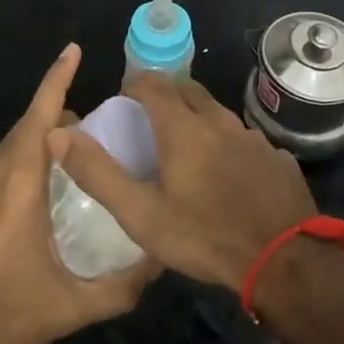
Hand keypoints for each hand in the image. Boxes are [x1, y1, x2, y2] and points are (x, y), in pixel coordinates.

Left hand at [0, 44, 155, 343]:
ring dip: (27, 153)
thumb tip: (158, 262)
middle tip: (83, 132)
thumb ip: (120, 287)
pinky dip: (4, 181)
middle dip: (51, 122)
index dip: (55, 82)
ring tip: (56, 171)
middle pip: (20, 136)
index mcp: (15, 192)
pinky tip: (15, 217)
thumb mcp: (69, 310)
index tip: (71, 52)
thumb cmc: (0, 322)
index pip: (38, 121)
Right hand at [47, 73, 315, 291]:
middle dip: (168, 93)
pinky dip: (228, 143)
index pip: (155, 84)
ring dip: (199, 117)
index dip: (137, 83)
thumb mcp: (142, 214)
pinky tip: (228, 173)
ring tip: (187, 144)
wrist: (285, 261)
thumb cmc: (206, 236)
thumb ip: (99, 174)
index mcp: (184, 128)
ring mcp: (254, 138)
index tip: (125, 95)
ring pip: (219, 114)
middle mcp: (220, 122)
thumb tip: (59, 135)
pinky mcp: (277, 158)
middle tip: (151, 115)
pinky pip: (245, 139)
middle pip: (189, 90)